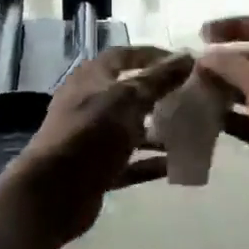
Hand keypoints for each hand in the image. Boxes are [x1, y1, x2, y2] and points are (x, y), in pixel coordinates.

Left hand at [8, 46, 194, 244]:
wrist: (54, 192)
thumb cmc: (91, 134)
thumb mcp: (128, 100)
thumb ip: (159, 80)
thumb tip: (188, 58)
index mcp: (91, 79)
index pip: (125, 56)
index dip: (153, 56)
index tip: (185, 63)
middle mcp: (89, 104)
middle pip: (130, 94)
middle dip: (161, 95)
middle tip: (193, 98)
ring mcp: (92, 138)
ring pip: (131, 129)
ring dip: (159, 131)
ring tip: (191, 132)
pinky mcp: (97, 169)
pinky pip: (130, 162)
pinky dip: (150, 162)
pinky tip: (176, 164)